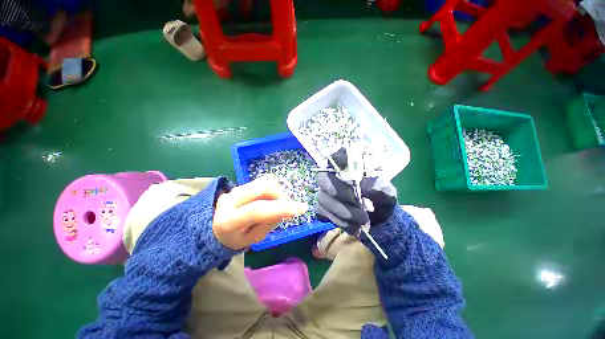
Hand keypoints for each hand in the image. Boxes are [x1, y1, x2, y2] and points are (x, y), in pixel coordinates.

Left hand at [213, 175, 307, 249]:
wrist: (216, 227)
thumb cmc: (236, 238)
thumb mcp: (254, 238)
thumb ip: (270, 222)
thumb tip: (288, 208)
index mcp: (228, 221)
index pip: (257, 210)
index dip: (280, 208)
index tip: (301, 208)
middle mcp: (230, 199)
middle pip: (263, 188)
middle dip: (282, 196)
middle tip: (290, 206)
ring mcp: (235, 188)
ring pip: (265, 181)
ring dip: (278, 192)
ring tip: (279, 204)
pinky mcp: (242, 183)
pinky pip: (264, 181)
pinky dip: (273, 188)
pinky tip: (271, 198)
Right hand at [314, 148, 397, 234]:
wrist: (378, 216)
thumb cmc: (380, 197)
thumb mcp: (384, 190)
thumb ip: (374, 186)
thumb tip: (361, 187)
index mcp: (347, 166)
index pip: (336, 156)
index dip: (339, 162)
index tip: (351, 173)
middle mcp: (330, 176)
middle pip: (324, 180)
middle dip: (342, 195)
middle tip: (360, 205)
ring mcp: (324, 192)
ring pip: (323, 199)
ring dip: (343, 212)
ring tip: (363, 220)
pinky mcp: (322, 207)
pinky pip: (322, 213)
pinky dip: (338, 221)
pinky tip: (353, 226)